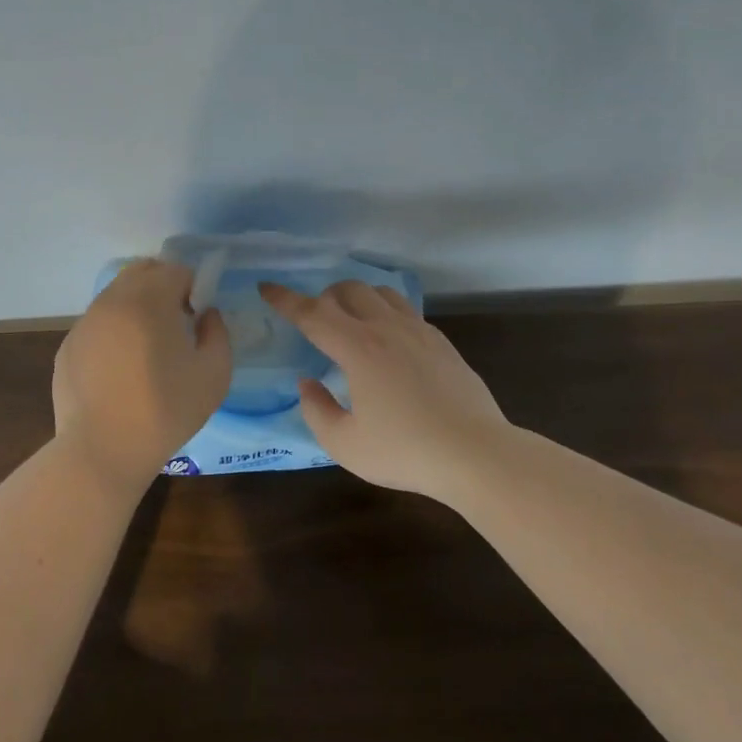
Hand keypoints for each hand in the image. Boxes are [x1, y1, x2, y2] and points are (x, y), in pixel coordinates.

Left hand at [53, 259, 231, 490]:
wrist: (102, 450)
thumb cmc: (165, 411)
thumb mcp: (215, 374)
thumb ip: (217, 333)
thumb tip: (206, 315)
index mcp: (149, 300)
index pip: (175, 270)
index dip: (192, 289)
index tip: (196, 319)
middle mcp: (112, 301)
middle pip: (141, 273)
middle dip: (163, 288)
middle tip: (174, 325)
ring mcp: (84, 322)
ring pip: (116, 296)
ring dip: (136, 308)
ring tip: (147, 350)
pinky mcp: (68, 346)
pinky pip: (97, 324)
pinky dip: (113, 332)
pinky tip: (120, 370)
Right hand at [259, 280, 509, 500]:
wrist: (475, 453)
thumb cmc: (405, 451)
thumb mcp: (345, 444)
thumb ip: (316, 410)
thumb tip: (308, 383)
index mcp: (358, 348)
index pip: (312, 313)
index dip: (285, 299)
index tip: (266, 287)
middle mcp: (386, 328)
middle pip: (348, 290)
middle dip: (324, 297)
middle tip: (317, 323)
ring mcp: (419, 331)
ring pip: (381, 292)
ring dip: (358, 299)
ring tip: (352, 325)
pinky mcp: (441, 342)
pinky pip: (406, 310)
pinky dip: (386, 313)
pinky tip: (388, 342)